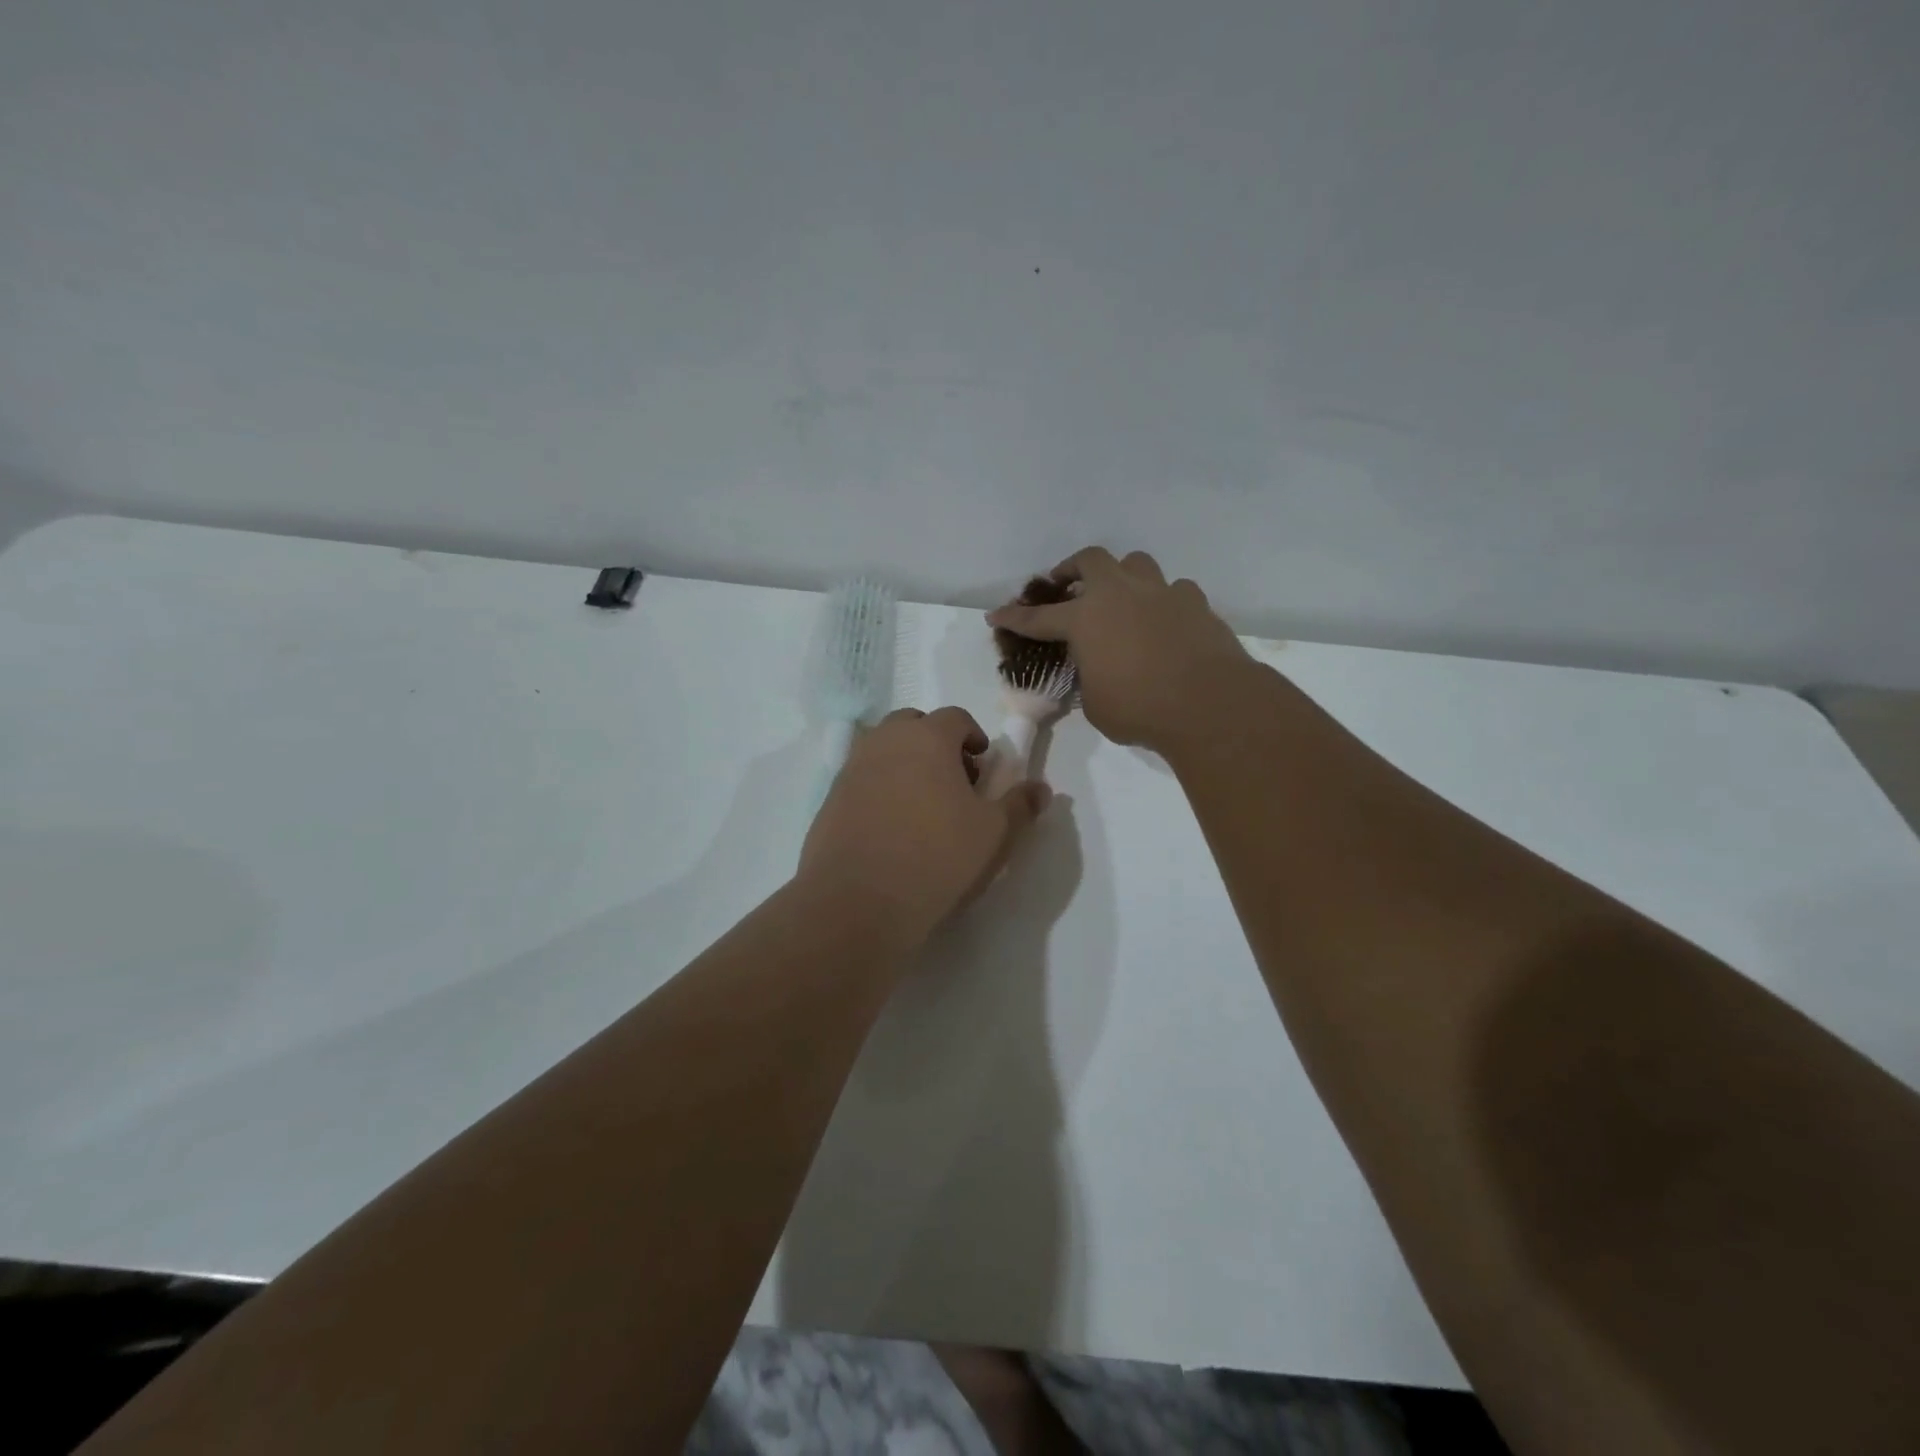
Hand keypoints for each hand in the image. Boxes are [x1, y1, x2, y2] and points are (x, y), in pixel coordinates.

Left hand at [800, 706, 1051, 947]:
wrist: (857, 902)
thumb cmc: (937, 858)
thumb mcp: (994, 835)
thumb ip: (1020, 805)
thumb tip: (1041, 789)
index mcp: (927, 738)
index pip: (955, 717)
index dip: (973, 736)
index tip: (982, 766)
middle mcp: (885, 742)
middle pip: (913, 726)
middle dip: (936, 744)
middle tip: (954, 782)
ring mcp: (851, 769)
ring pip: (884, 750)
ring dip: (906, 765)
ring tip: (923, 808)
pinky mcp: (830, 799)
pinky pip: (862, 780)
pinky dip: (880, 790)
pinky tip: (892, 830)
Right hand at [987, 548, 1250, 751]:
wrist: (1208, 703)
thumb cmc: (1140, 708)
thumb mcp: (1096, 703)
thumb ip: (1089, 678)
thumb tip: (1097, 671)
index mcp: (1085, 619)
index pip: (1039, 618)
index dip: (1014, 618)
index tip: (996, 615)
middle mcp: (1120, 595)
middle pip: (1091, 559)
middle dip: (1073, 568)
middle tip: (1066, 584)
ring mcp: (1161, 593)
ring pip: (1137, 563)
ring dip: (1122, 574)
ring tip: (1120, 595)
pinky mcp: (1196, 603)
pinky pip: (1175, 590)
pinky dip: (1164, 600)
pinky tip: (1165, 620)